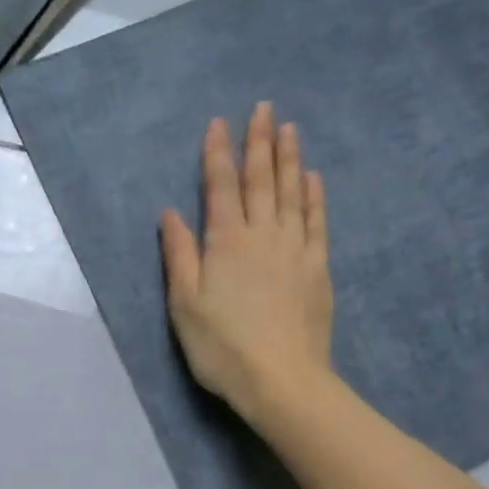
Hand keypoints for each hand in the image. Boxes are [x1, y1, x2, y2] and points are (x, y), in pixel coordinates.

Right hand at [161, 103, 333, 427]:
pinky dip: (314, 197)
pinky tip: (314, 178)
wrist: (282, 379)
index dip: (218, 153)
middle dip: (259, 142)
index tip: (219, 123)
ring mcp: (295, 249)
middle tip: (263, 108)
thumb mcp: (185, 304)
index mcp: (226, 242)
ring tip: (290, 128)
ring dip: (289, 159)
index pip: (220, 186)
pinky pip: (316, 222)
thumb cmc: (223, 345)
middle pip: (261, 180)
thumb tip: (171, 213)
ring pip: (291, 193)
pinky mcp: (317, 268)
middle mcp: (262, 235)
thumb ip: (179, 255)